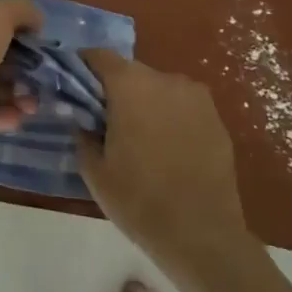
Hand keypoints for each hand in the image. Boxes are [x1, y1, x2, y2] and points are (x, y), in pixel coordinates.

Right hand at [77, 51, 256, 268]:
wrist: (202, 236)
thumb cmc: (139, 200)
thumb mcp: (94, 170)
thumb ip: (82, 132)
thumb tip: (82, 118)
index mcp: (131, 85)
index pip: (99, 56)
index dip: (83, 67)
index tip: (74, 88)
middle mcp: (166, 80)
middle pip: (131, 72)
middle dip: (115, 90)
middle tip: (104, 121)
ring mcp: (197, 98)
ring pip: (158, 89)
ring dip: (144, 104)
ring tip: (138, 139)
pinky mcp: (217, 120)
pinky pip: (183, 108)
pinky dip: (170, 119)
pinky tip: (167, 151)